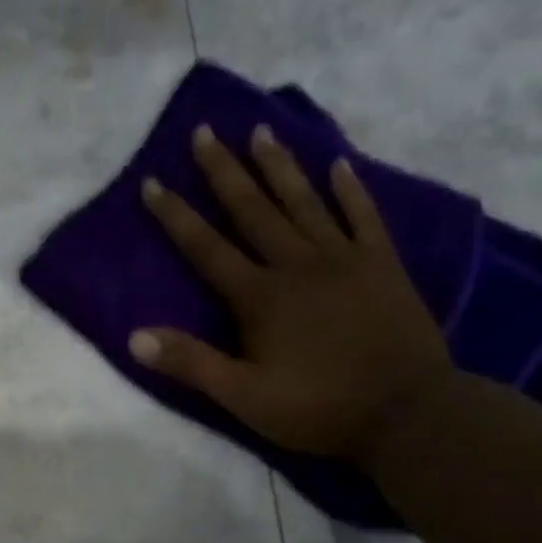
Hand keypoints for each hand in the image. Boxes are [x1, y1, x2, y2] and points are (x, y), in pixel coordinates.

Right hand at [130, 124, 452, 460]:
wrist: (407, 412)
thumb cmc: (318, 408)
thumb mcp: (243, 397)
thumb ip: (191, 364)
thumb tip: (134, 337)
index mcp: (260, 297)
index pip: (206, 248)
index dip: (176, 216)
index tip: (152, 181)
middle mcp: (298, 265)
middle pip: (253, 210)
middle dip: (225, 171)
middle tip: (205, 131)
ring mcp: (344, 259)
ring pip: (304, 202)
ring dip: (279, 166)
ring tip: (260, 130)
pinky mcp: (382, 265)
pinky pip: (363, 215)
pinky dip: (350, 189)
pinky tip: (338, 163)